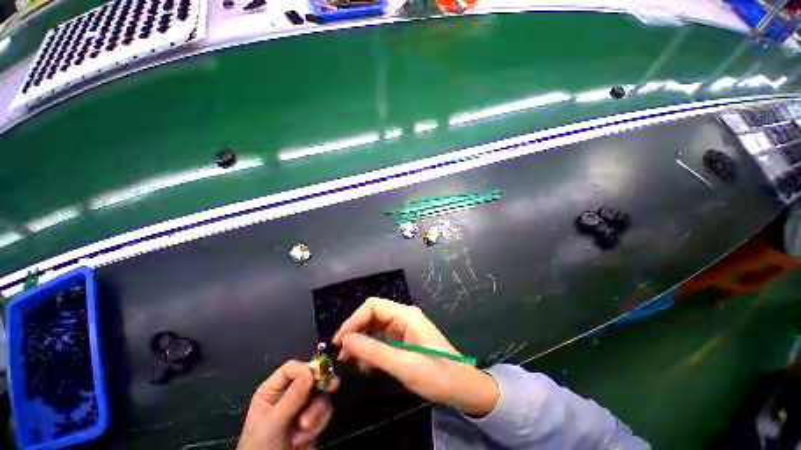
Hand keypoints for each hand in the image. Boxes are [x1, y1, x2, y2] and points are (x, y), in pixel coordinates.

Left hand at [238, 360, 338, 448]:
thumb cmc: (260, 447)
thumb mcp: (273, 423)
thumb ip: (292, 397)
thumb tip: (311, 371)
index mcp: (272, 391)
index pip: (291, 369)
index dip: (305, 369)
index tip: (317, 376)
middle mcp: (288, 396)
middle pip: (311, 380)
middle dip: (317, 392)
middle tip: (331, 388)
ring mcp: (301, 409)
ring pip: (321, 396)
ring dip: (316, 414)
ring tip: (304, 432)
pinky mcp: (312, 422)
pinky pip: (324, 413)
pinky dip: (318, 426)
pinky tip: (304, 441)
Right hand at [332, 297, 497, 416]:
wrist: (462, 387)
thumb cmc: (436, 374)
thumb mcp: (403, 365)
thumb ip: (373, 351)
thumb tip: (346, 340)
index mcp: (406, 315)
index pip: (373, 306)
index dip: (354, 320)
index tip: (339, 341)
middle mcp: (404, 317)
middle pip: (373, 315)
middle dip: (356, 331)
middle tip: (342, 354)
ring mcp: (405, 328)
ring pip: (376, 327)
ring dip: (362, 342)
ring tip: (350, 362)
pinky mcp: (405, 340)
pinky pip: (383, 339)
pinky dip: (371, 349)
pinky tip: (365, 364)